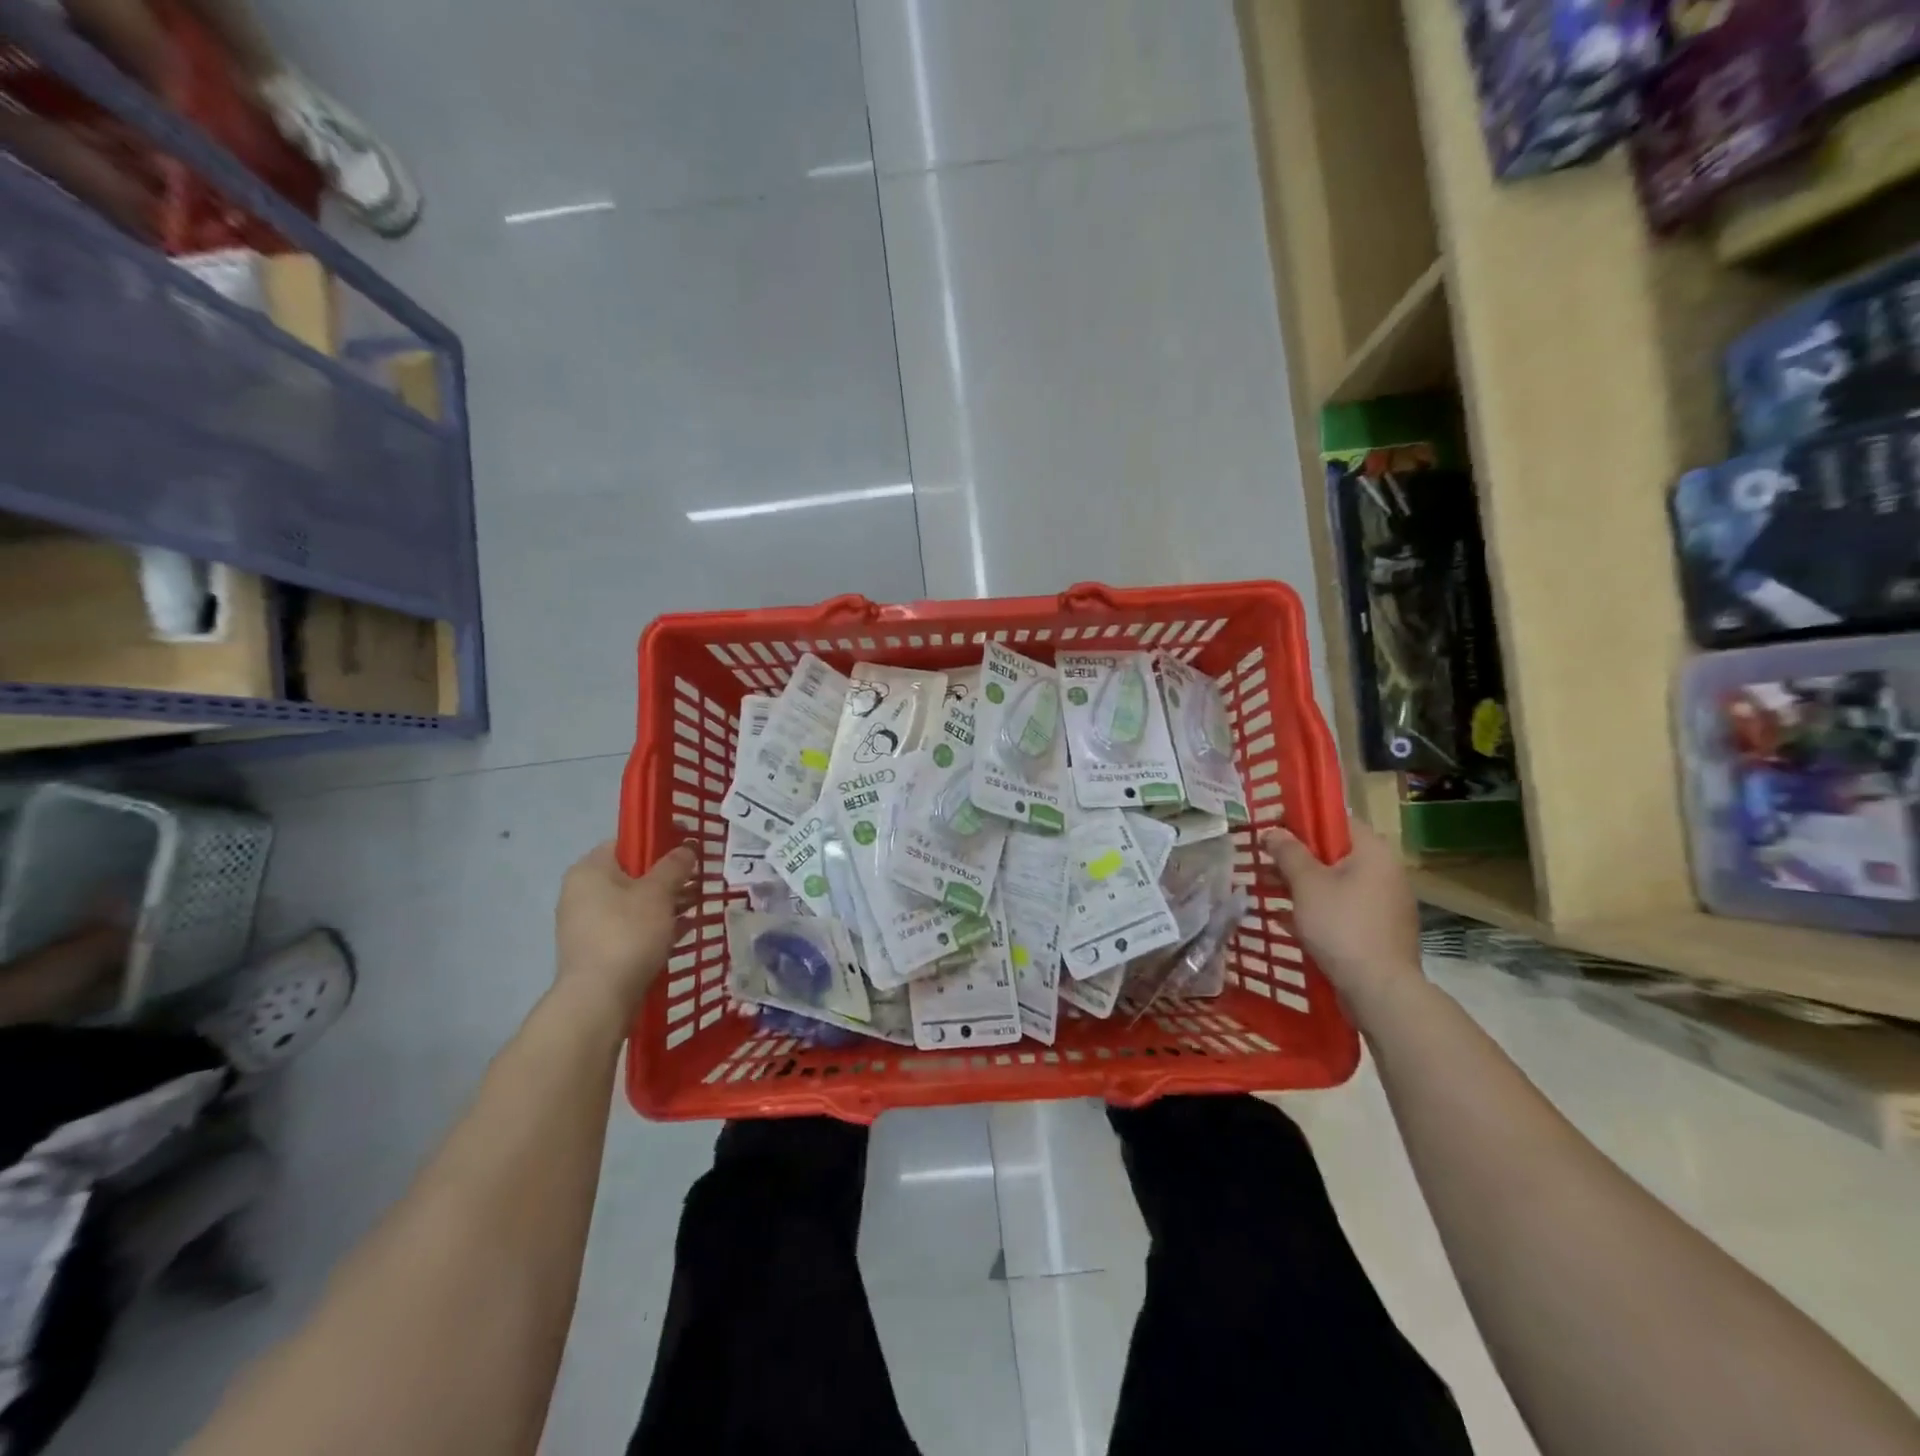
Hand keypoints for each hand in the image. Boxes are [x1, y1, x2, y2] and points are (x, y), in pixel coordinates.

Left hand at [555, 843, 696, 1016]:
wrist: (599, 998)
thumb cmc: (628, 933)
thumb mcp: (658, 893)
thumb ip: (675, 866)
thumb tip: (687, 848)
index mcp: (590, 870)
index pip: (627, 841)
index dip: (660, 839)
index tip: (689, 843)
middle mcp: (583, 892)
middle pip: (633, 873)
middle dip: (668, 874)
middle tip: (699, 875)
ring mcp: (588, 923)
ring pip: (635, 902)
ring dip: (666, 901)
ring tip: (698, 902)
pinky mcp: (599, 950)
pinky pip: (632, 927)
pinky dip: (656, 925)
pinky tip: (685, 929)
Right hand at [1261, 819, 1421, 1010]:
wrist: (1379, 989)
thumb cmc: (1341, 925)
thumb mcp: (1306, 883)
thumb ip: (1288, 852)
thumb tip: (1273, 831)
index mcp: (1373, 852)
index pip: (1336, 820)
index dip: (1302, 820)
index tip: (1272, 829)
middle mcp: (1385, 872)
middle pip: (1335, 852)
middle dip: (1297, 857)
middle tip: (1265, 862)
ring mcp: (1385, 903)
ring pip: (1336, 882)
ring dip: (1303, 885)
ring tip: (1270, 891)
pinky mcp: (1379, 930)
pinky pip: (1343, 908)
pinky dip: (1318, 909)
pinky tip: (1289, 921)